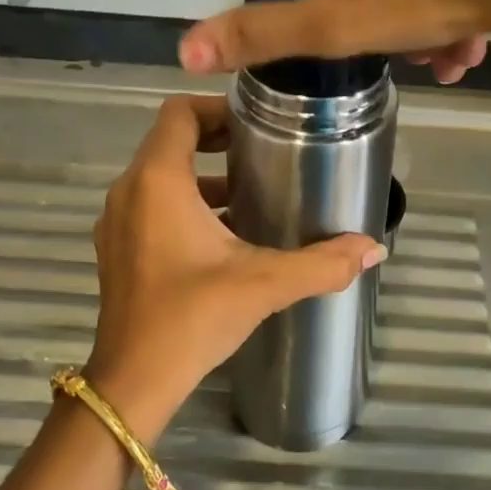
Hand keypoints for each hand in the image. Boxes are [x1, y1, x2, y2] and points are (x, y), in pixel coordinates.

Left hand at [85, 95, 385, 437]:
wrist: (133, 381)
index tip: (255, 122)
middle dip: (215, 139)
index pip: (179, 112)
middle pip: (170, 140)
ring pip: (159, 174)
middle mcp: (129, 190)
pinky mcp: (116, 248)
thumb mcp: (264, 283)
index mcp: (158, 181)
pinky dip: (183, 202)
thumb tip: (374, 249)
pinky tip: (223, 233)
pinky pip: (149, 203)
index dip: (217, 108)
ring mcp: (117, 220)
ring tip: (249, 190)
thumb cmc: (192, 316)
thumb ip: (321, 263)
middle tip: (262, 150)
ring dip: (201, 174)